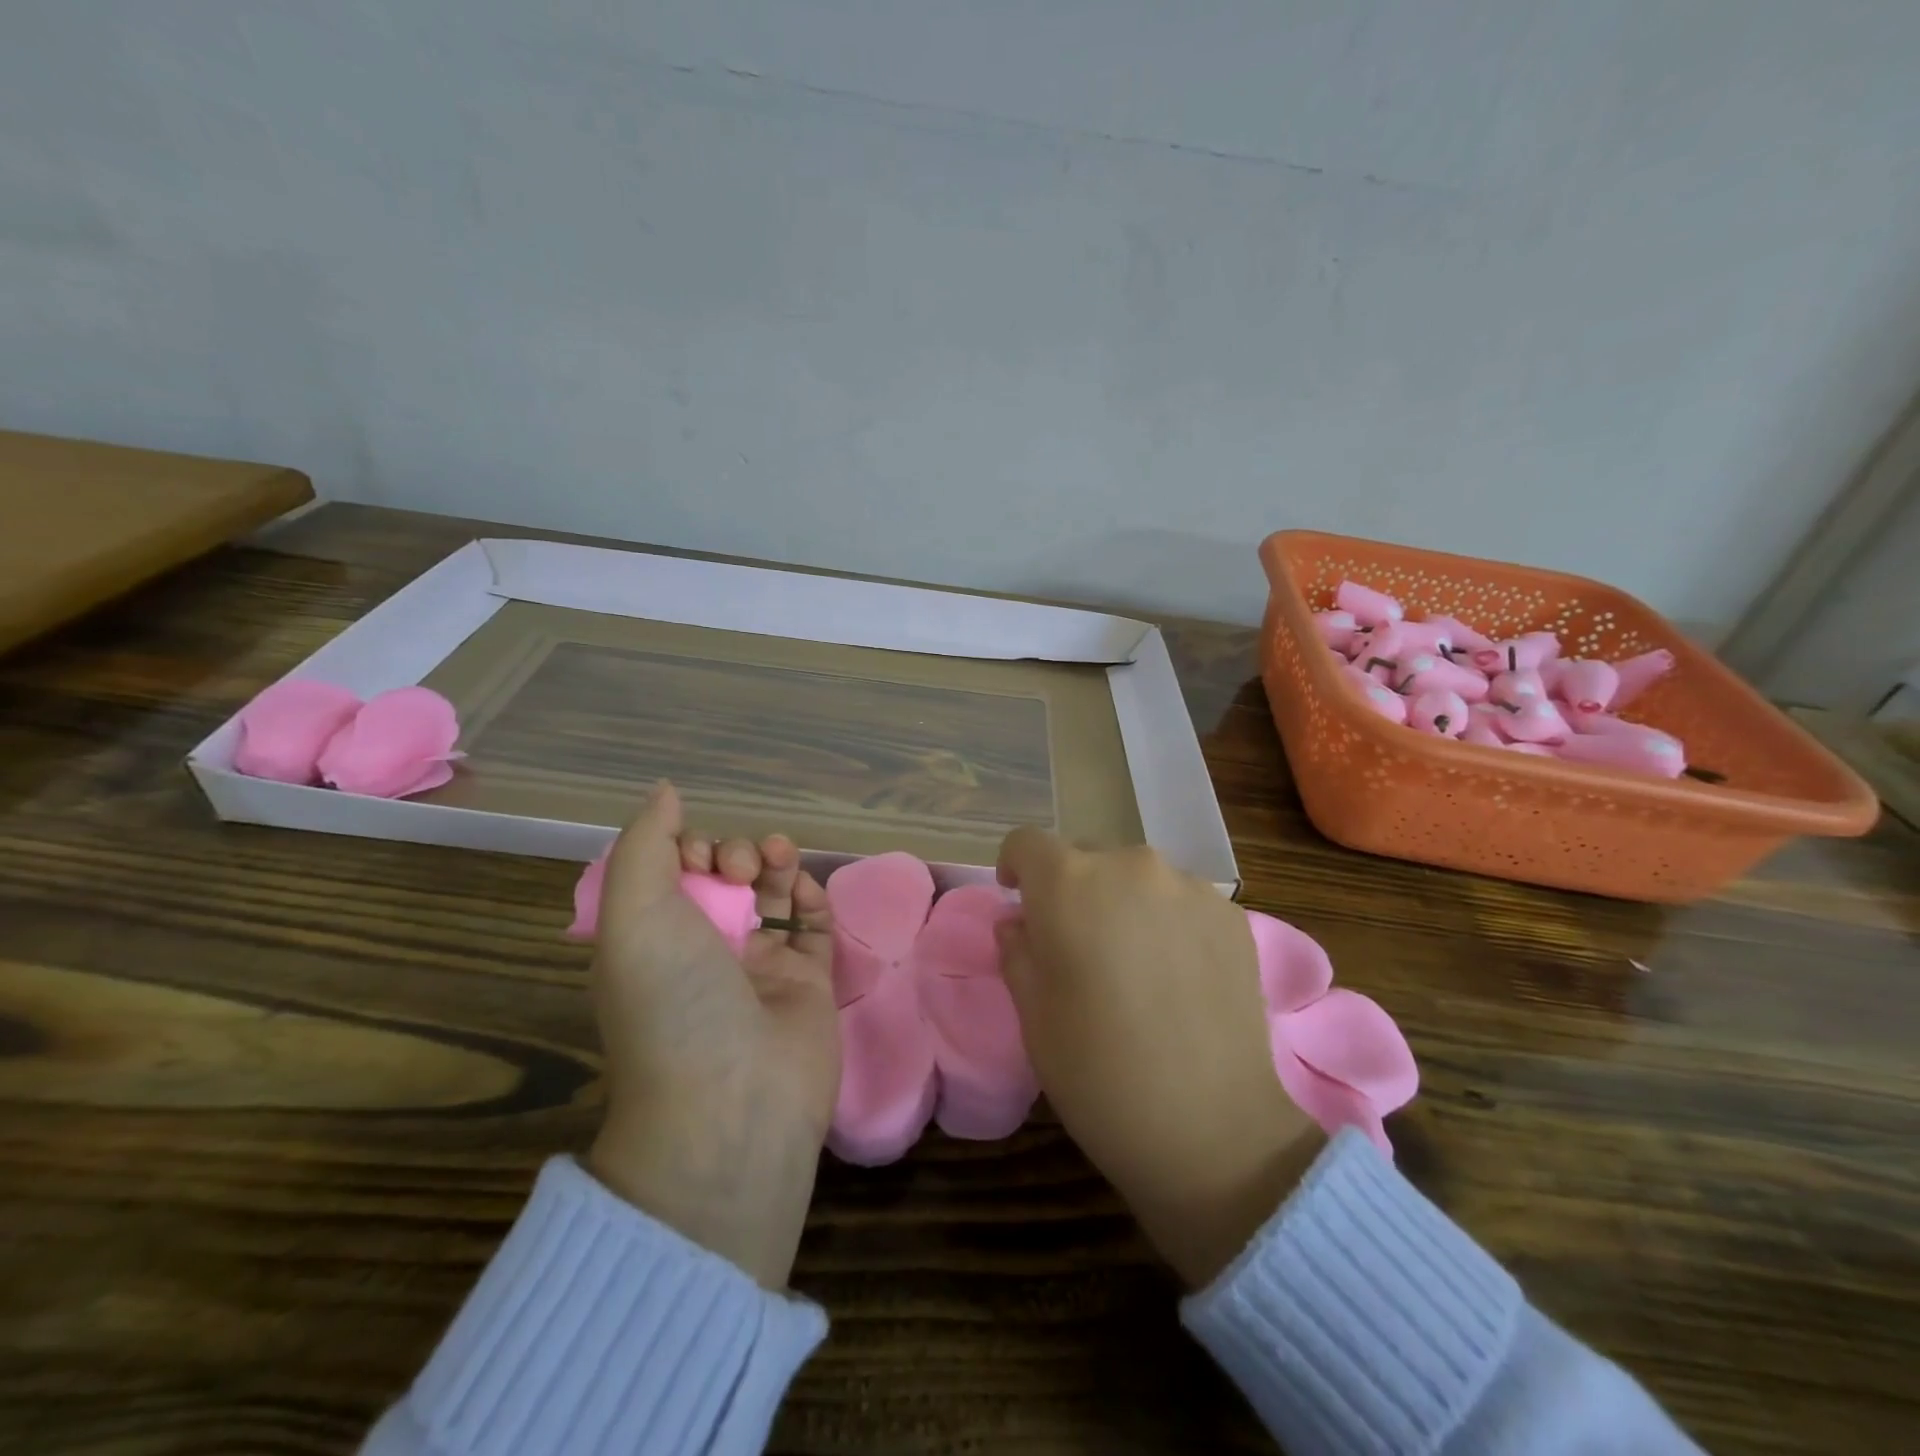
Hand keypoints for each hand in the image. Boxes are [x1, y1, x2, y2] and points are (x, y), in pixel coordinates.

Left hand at [585, 783, 838, 1288]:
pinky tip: (806, 890)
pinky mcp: (808, 984)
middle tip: (740, 868)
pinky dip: (812, 899)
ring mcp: (759, 970)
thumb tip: (666, 790)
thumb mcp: (635, 915)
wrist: (732, 1103)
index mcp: (654, 941)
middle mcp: (704, 952)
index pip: (672, 875)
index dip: (685, 849)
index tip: (695, 853)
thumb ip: (645, 844)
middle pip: (725, 879)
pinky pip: (814, 927)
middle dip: (734, 853)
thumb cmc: (674, 1001)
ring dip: (776, 864)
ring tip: (779, 859)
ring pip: (772, 896)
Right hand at [995, 832, 1323, 1287]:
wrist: (1212, 1129)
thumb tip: (1020, 921)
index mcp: (1070, 884)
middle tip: (1077, 944)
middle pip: (1086, 857)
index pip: (1028, 843)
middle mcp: (1130, 866)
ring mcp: (1189, 887)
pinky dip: (1168, 921)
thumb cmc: (1098, 1071)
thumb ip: (1017, 949)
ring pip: (1138, 878)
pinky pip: (1182, 901)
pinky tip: (1178, 975)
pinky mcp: (1232, 916)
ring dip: (1123, 903)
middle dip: (1071, 889)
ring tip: (1134, 962)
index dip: (1015, 866)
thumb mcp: (1032, 1014)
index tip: (1017, 899)